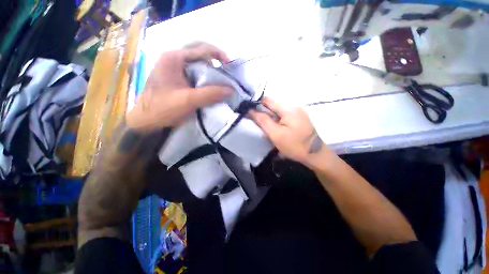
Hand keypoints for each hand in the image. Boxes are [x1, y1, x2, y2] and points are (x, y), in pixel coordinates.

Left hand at [126, 42, 231, 131]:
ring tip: (218, 79)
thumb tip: (231, 90)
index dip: (218, 54)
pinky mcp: (173, 77)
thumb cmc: (164, 108)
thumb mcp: (189, 100)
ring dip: (208, 68)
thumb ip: (211, 94)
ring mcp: (172, 67)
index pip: (201, 49)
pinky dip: (202, 75)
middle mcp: (172, 58)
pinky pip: (192, 71)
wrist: (146, 120)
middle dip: (214, 59)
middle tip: (225, 71)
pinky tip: (207, 84)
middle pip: (198, 52)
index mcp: (174, 58)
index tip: (229, 66)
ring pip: (195, 62)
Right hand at [249, 98, 328, 164]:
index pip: (268, 101)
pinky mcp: (299, 117)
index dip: (257, 106)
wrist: (315, 155)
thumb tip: (251, 111)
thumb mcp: (276, 134)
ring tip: (268, 130)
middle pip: (273, 105)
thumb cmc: (294, 146)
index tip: (251, 115)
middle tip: (260, 126)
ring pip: (278, 111)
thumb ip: (263, 121)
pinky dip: (277, 121)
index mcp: (288, 108)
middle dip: (264, 114)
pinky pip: (284, 115)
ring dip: (271, 118)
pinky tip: (277, 130)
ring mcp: (298, 111)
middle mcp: (294, 106)